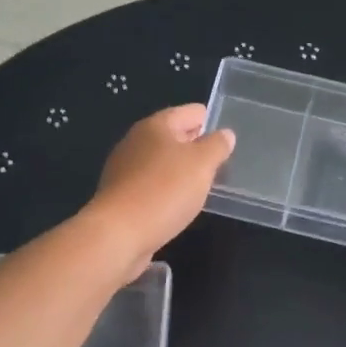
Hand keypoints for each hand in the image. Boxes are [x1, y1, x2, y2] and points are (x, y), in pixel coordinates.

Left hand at [83, 105, 235, 277]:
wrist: (118, 234)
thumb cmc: (164, 191)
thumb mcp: (202, 164)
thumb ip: (217, 146)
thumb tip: (225, 134)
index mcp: (156, 125)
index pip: (191, 112)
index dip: (211, 122)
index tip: (227, 141)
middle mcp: (137, 141)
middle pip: (174, 136)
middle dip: (197, 147)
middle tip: (220, 164)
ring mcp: (125, 168)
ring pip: (162, 161)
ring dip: (181, 171)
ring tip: (203, 186)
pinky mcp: (120, 194)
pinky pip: (151, 184)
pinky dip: (166, 189)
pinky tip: (178, 204)